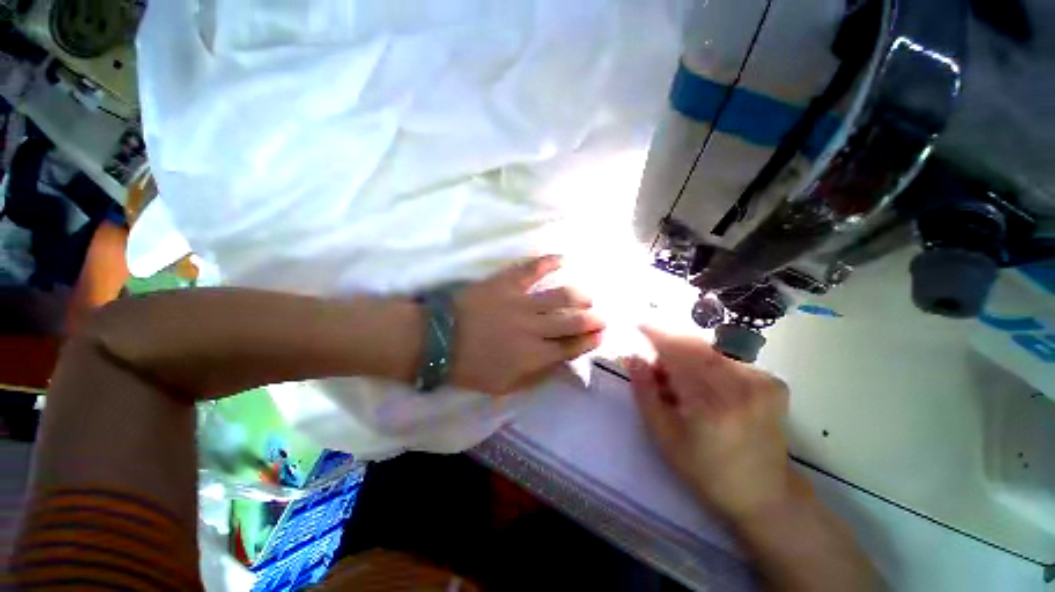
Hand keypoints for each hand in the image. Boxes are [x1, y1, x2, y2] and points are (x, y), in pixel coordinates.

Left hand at [450, 256, 604, 395]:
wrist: (437, 340)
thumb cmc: (470, 367)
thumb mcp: (504, 386)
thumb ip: (536, 376)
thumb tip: (562, 365)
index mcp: (533, 356)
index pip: (572, 348)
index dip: (590, 341)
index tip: (601, 335)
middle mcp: (534, 328)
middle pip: (573, 321)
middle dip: (593, 319)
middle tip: (600, 316)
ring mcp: (521, 302)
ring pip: (562, 296)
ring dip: (580, 295)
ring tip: (587, 296)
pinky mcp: (507, 283)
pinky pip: (533, 268)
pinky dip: (550, 262)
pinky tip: (564, 258)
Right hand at [626, 327, 801, 522]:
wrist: (765, 492)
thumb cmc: (706, 470)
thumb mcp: (664, 436)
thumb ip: (645, 392)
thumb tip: (633, 357)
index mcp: (711, 405)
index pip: (677, 352)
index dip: (656, 333)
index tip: (638, 323)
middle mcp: (742, 386)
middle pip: (694, 345)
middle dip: (669, 346)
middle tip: (656, 366)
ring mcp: (762, 382)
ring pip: (709, 349)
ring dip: (687, 356)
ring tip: (679, 381)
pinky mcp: (772, 381)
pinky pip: (727, 358)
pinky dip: (707, 363)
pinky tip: (705, 385)